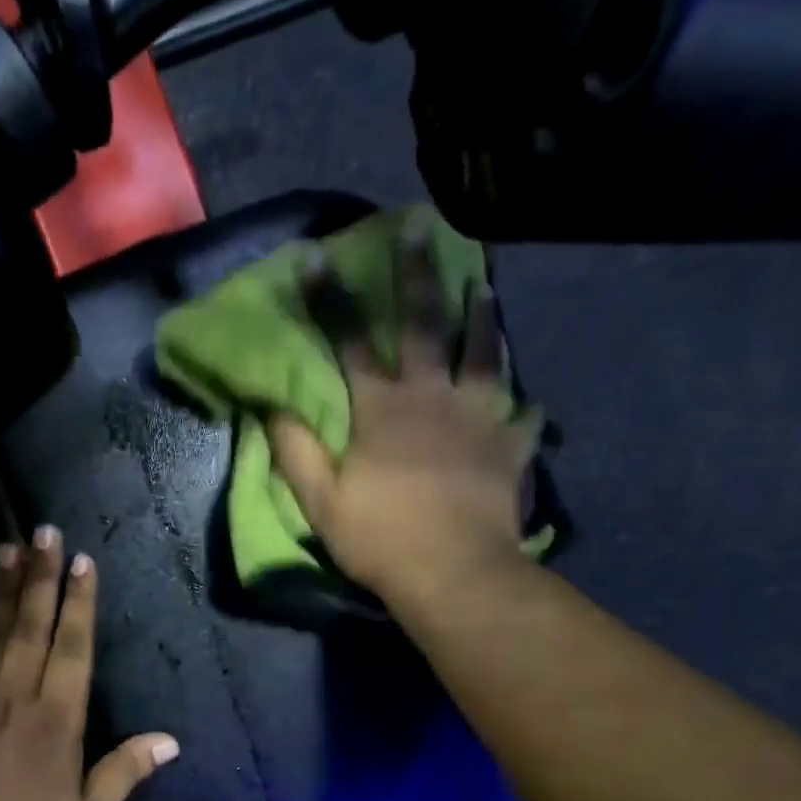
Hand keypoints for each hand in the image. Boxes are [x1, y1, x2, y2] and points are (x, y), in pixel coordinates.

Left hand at [0, 529, 179, 800]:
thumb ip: (124, 772)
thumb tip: (170, 740)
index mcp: (57, 723)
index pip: (73, 650)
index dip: (80, 604)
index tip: (82, 562)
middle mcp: (13, 701)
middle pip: (30, 629)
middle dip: (41, 578)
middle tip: (45, 531)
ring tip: (6, 548)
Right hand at [267, 229, 544, 607]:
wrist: (454, 573)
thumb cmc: (380, 538)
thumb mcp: (320, 501)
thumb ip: (296, 450)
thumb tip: (272, 405)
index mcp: (381, 410)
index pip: (349, 343)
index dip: (330, 301)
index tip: (317, 258)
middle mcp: (432, 398)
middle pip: (424, 326)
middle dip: (417, 275)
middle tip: (421, 227)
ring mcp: (478, 418)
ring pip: (483, 354)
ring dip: (482, 318)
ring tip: (487, 286)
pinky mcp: (508, 447)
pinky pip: (521, 417)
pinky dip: (523, 407)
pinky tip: (528, 400)